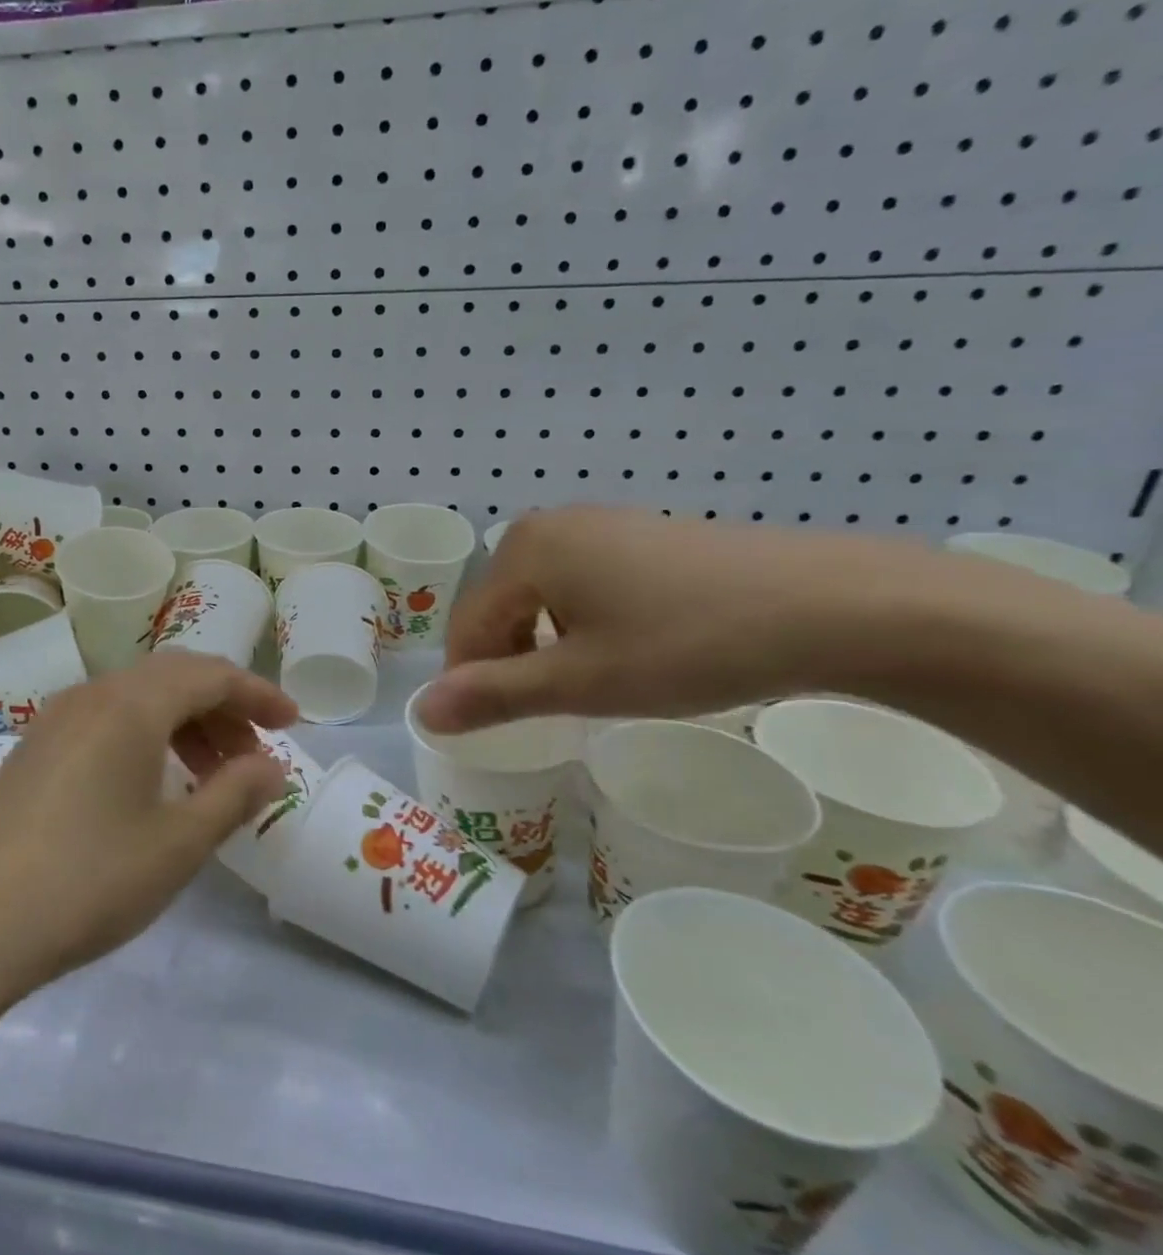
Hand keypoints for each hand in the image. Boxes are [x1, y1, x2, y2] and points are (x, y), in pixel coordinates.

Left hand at [0, 651, 296, 995]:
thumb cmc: (90, 881)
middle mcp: (93, 695)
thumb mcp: (178, 843)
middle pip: (174, 678)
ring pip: (139, 698)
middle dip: (224, 707)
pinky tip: (156, 782)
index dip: (258, 694)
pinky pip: (107, 719)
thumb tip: (272, 767)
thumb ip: (234, 794)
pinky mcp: (36, 748)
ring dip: (185, 723)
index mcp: (131, 704)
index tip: (292, 723)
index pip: (210, 675)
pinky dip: (147, 735)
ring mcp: (57, 719)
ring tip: (214, 774)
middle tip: (257, 754)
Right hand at [420, 506, 941, 732]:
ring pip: (542, 597)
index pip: (468, 626)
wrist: (834, 604)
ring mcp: (601, 525)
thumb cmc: (689, 643)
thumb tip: (421, 712)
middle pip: (501, 607)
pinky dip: (586, 624)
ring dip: (548, 646)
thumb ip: (494, 696)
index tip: (503, 729)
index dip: (474, 682)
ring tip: (592, 687)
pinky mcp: (643, 535)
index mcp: (524, 550)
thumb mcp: (582, 681)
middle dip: (511, 662)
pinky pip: (584, 583)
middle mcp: (551, 525)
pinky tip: (631, 650)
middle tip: (552, 713)